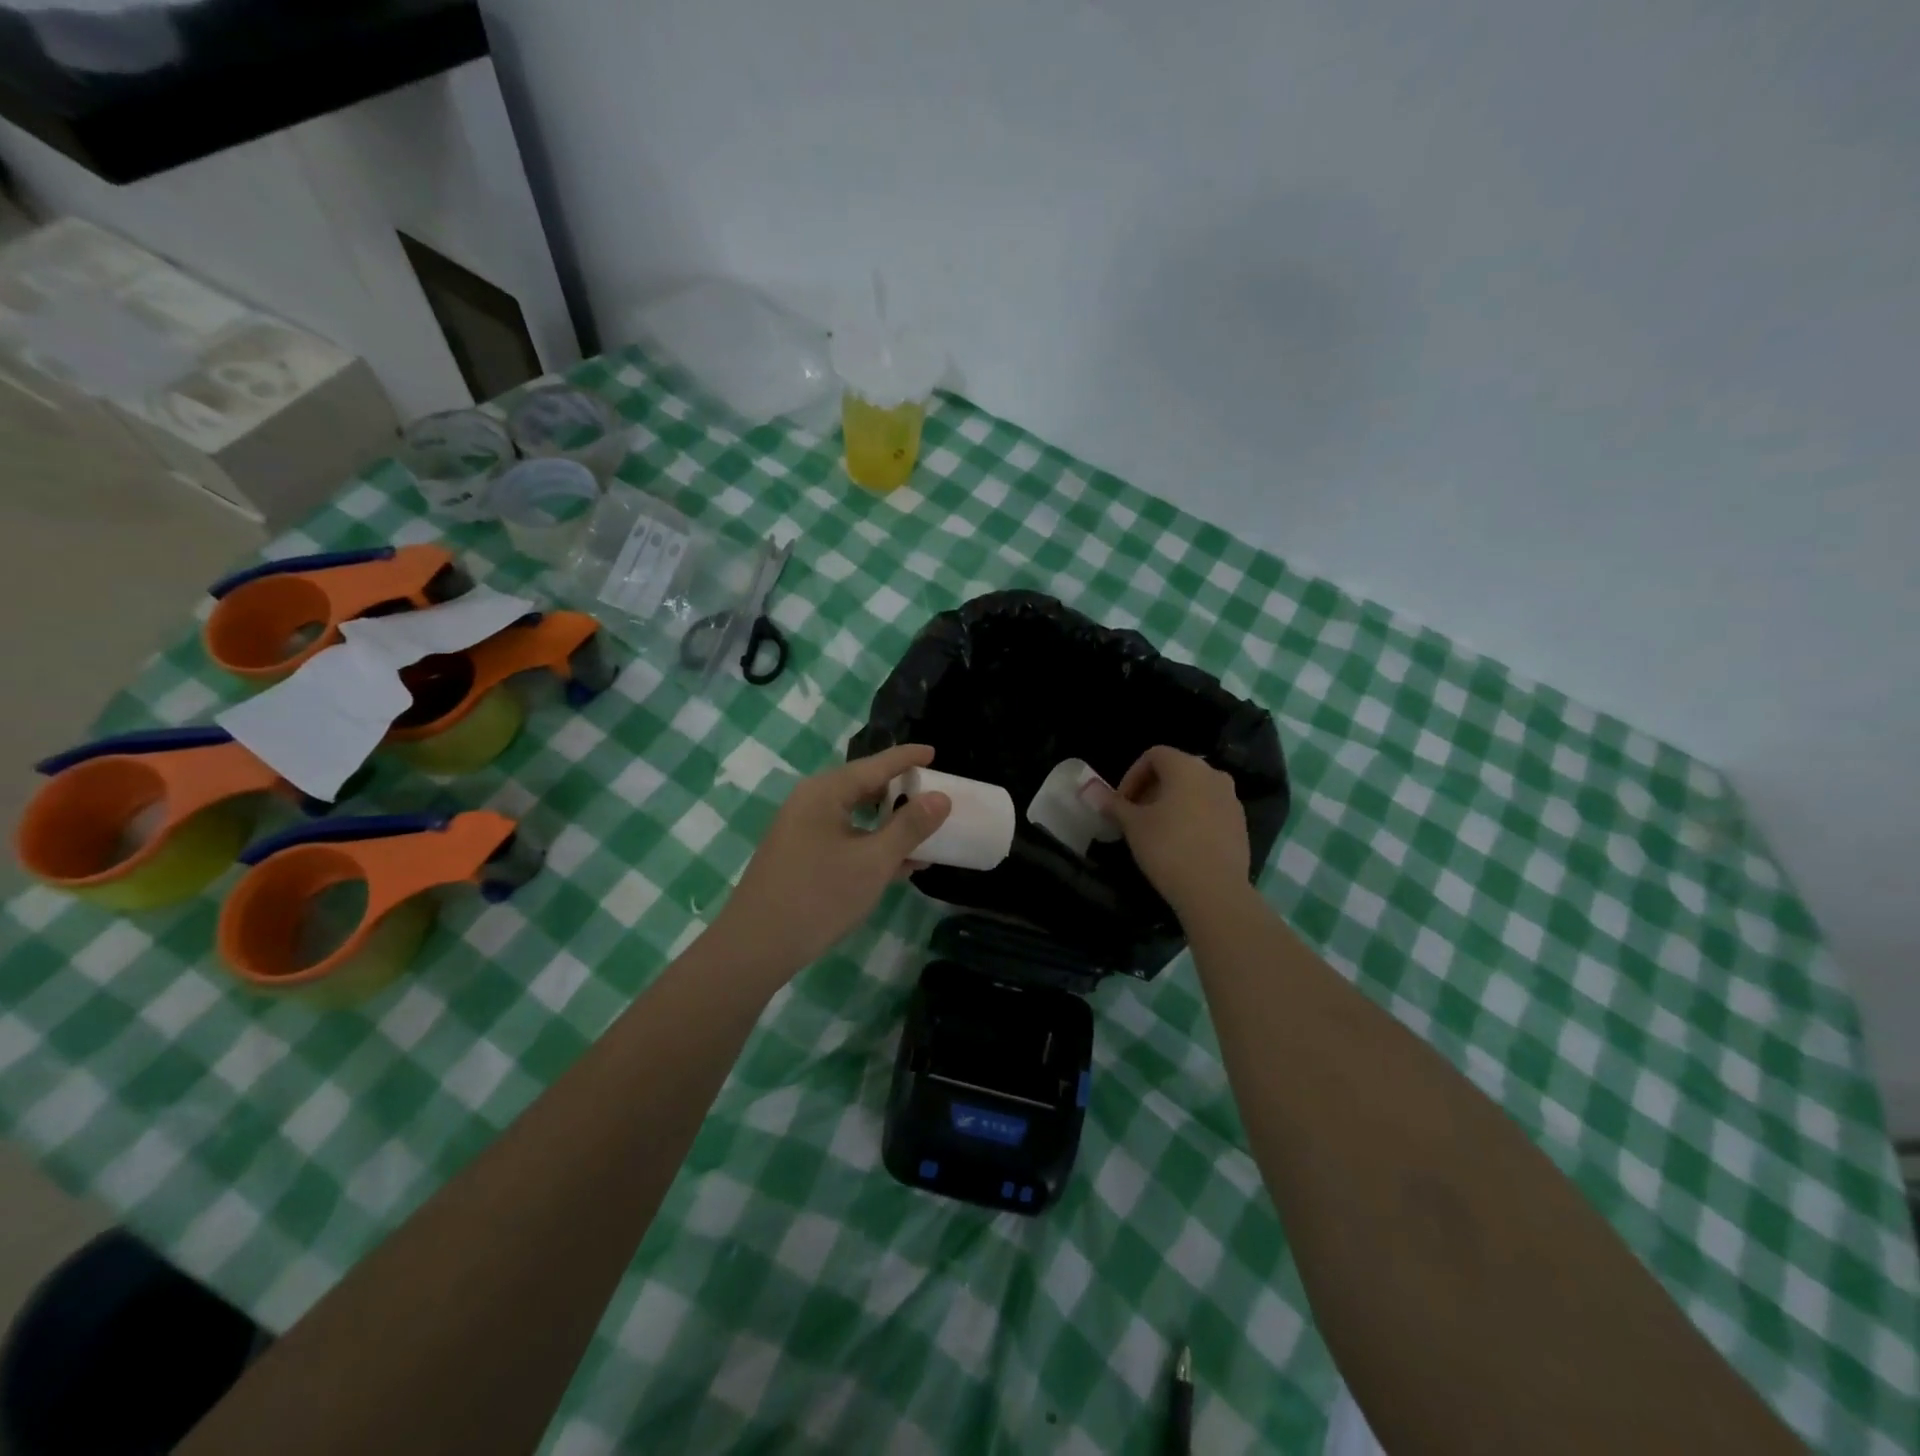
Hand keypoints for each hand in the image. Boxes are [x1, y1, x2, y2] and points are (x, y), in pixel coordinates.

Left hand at [707, 744, 951, 981]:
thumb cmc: (819, 897)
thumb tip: (941, 797)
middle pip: (864, 786)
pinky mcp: (800, 855)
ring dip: (889, 825)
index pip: (875, 764)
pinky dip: (871, 844)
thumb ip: (910, 827)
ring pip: (855, 816)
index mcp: (825, 792)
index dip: (907, 758)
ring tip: (924, 835)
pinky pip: (844, 837)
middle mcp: (810, 802)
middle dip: (900, 793)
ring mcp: (802, 830)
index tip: (935, 752)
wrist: (756, 947)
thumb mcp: (874, 862)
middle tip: (934, 797)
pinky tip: (898, 865)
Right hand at [1105, 746, 1250, 918]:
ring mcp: (1231, 800)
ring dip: (1172, 803)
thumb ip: (1113, 804)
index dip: (1132, 775)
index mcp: (1186, 767)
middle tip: (1135, 816)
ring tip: (1157, 831)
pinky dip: (1193, 817)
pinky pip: (1210, 810)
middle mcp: (1213, 775)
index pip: (1154, 755)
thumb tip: (1090, 791)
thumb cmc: (1167, 848)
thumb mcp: (1132, 825)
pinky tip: (1181, 844)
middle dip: (1151, 789)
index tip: (1121, 803)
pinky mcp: (1241, 824)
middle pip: (1176, 771)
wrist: (1215, 890)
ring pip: (1195, 791)